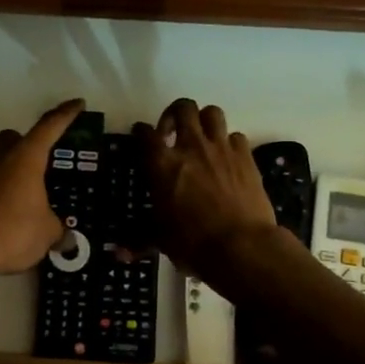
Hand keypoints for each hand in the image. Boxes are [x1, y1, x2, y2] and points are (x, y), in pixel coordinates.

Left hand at [0, 100, 85, 284]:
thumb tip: (63, 237)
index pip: (50, 126)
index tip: (78, 104)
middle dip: (30, 143)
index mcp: (25, 157)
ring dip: (12, 167)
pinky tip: (10, 211)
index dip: (66, 114)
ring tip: (28, 190)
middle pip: (15, 138)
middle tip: (46, 160)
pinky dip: (0, 189)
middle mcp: (0, 157)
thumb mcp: (47, 232)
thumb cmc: (12, 232)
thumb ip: (58, 229)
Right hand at [134, 99, 278, 282]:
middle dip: (175, 113)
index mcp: (162, 164)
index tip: (141, 135)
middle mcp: (191, 146)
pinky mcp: (246, 157)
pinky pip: (236, 136)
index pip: (145, 134)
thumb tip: (118, 255)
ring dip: (204, 120)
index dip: (141, 132)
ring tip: (202, 137)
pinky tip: (227, 158)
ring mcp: (221, 148)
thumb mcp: (161, 240)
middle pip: (183, 108)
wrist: (242, 246)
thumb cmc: (193, 243)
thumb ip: (139, 241)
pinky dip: (229, 143)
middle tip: (173, 132)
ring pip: (212, 112)